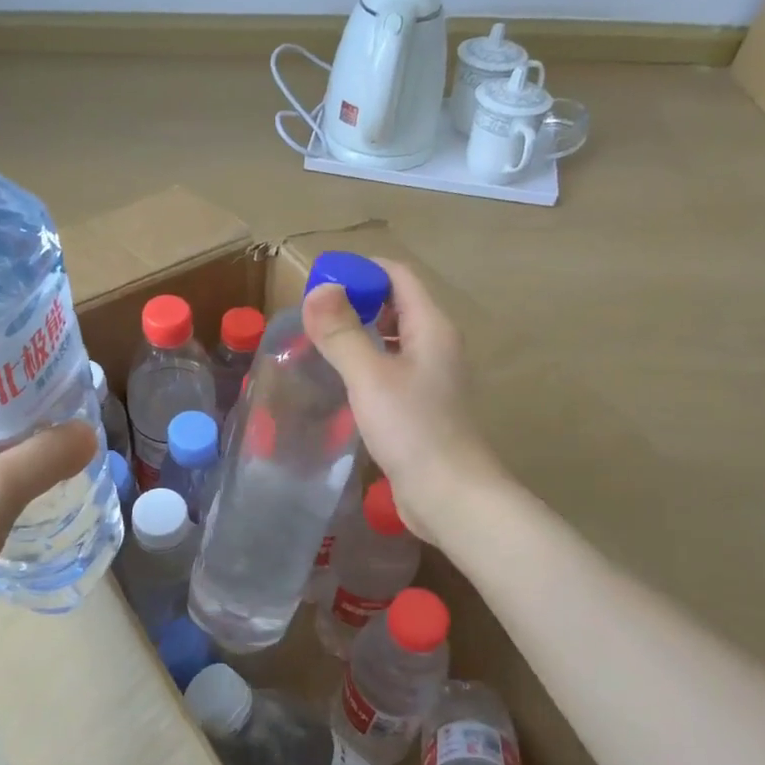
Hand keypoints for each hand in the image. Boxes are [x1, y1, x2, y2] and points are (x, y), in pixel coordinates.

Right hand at [302, 259, 506, 547]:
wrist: (450, 495)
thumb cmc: (413, 429)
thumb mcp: (370, 376)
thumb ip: (342, 332)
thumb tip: (319, 289)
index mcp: (432, 327)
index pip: (399, 276)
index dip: (362, 270)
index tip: (322, 279)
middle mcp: (436, 345)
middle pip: (397, 304)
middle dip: (358, 300)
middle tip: (314, 312)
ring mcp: (431, 376)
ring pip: (394, 338)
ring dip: (361, 331)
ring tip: (321, 339)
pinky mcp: (422, 405)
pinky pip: (391, 367)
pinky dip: (367, 361)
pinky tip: (342, 377)